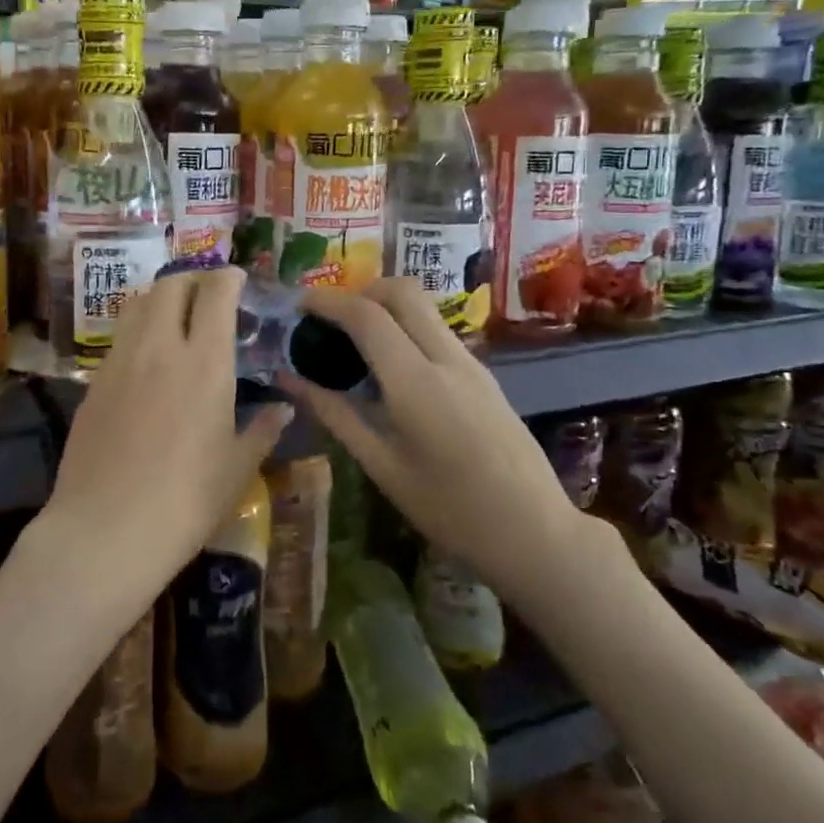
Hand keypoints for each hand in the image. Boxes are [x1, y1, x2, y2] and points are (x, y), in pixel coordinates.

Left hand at [43, 268, 289, 588]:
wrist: (105, 531)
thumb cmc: (185, 502)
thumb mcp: (236, 469)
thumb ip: (262, 430)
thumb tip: (283, 409)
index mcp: (204, 362)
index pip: (215, 293)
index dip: (228, 277)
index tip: (237, 279)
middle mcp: (159, 347)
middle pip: (170, 285)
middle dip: (192, 280)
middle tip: (207, 296)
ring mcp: (120, 361)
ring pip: (137, 303)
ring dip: (160, 298)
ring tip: (175, 318)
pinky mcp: (93, 382)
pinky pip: (119, 337)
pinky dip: (137, 330)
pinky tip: (147, 360)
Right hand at [279, 278, 583, 587]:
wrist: (535, 532)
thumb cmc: (449, 509)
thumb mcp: (381, 466)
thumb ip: (334, 413)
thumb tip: (288, 379)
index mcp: (416, 382)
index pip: (367, 316)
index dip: (328, 301)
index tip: (298, 304)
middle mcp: (446, 358)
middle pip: (402, 292)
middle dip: (360, 290)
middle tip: (330, 319)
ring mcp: (471, 363)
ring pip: (423, 307)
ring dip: (384, 307)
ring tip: (353, 342)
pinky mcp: (484, 375)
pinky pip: (437, 330)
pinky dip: (405, 327)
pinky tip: (389, 368)